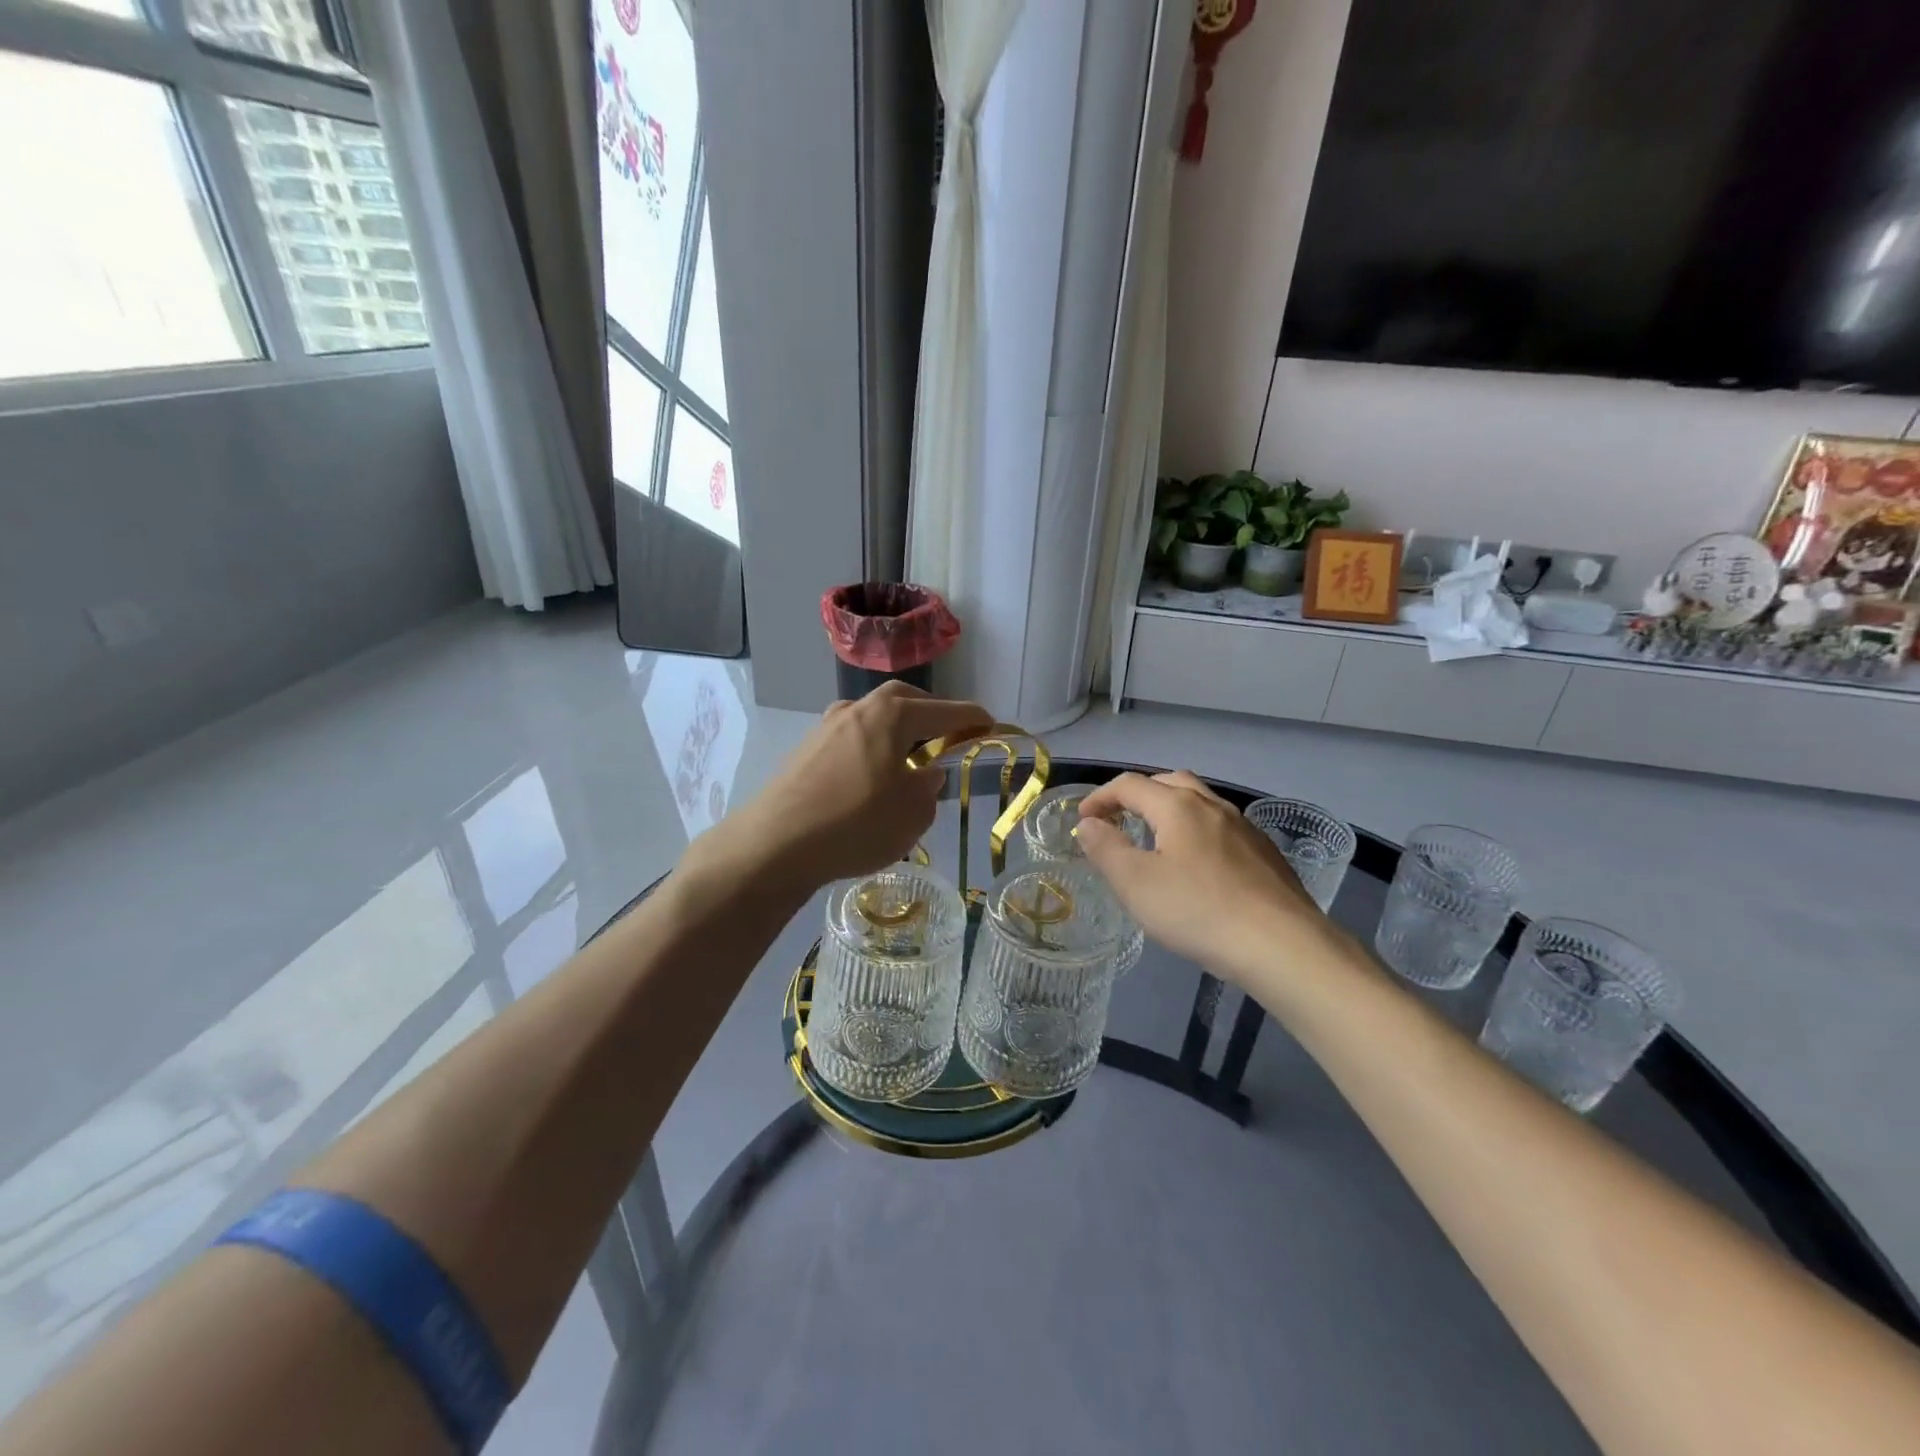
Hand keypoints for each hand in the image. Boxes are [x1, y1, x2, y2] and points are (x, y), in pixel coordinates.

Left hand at [711, 682, 991, 890]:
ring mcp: (827, 726)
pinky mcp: (806, 748)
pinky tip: (871, 778)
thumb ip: (928, 788)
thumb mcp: (911, 814)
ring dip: (897, 731)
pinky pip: (852, 738)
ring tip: (908, 761)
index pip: (946, 711)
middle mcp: (859, 708)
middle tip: (947, 736)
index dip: (972, 718)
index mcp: (892, 714)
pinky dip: (871, 748)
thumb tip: (925, 773)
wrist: (775, 843)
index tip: (989, 724)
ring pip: (874, 717)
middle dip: (931, 714)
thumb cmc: (855, 824)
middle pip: (905, 700)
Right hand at [1074, 771, 1339, 983]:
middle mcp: (1213, 805)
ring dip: (1169, 811)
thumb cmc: (1198, 910)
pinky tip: (1198, 866)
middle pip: (1168, 782)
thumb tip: (1089, 824)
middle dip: (1137, 795)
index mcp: (1178, 805)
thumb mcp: (1136, 883)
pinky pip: (1221, 828)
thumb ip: (1106, 849)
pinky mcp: (1265, 853)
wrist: (1282, 945)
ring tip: (1155, 840)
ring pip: (1200, 803)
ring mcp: (1244, 827)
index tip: (1082, 821)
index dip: (1100, 797)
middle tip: (1118, 820)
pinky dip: (1197, 832)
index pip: (1130, 785)